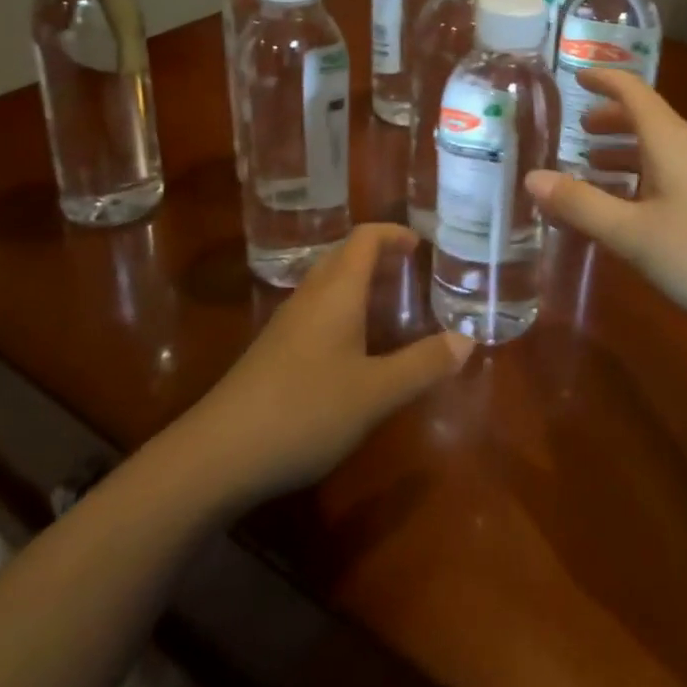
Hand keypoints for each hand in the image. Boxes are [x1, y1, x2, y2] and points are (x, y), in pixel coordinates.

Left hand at [181, 225, 473, 504]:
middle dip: (379, 255)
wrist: (219, 452)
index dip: (393, 234)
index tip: (420, 244)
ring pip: (328, 284)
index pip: (364, 238)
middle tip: (411, 271)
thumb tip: (467, 340)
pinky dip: (343, 309)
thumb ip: (423, 365)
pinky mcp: (273, 350)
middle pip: (344, 256)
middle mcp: (310, 296)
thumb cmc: (305, 410)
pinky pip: (316, 310)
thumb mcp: (376, 393)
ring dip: (359, 282)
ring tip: (389, 304)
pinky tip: (353, 346)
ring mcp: (287, 323)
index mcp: (336, 292)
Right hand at [526, 70, 686, 340]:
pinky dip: (639, 178)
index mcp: (671, 142)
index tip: (574, 77)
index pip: (634, 92)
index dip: (604, 80)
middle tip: (574, 132)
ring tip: (589, 169)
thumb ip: (580, 205)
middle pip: (646, 119)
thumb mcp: (632, 233)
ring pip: (658, 150)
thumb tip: (532, 177)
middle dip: (608, 120)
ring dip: (623, 152)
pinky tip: (626, 209)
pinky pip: (669, 175)